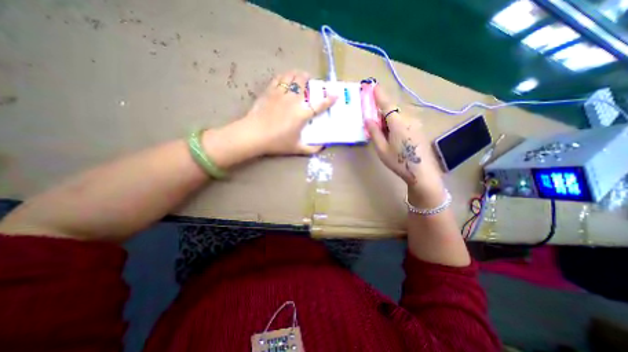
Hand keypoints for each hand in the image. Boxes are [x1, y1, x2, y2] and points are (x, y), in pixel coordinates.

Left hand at [239, 70, 338, 154]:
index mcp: (302, 114)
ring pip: (291, 76)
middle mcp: (293, 100)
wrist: (254, 135)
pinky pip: (278, 78)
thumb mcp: (296, 148)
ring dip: (297, 74)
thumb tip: (322, 147)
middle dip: (309, 79)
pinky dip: (284, 76)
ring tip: (299, 76)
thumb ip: (311, 149)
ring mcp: (280, 94)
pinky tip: (285, 78)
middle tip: (310, 82)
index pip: (319, 104)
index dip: (329, 99)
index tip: (335, 94)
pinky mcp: (269, 91)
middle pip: (303, 82)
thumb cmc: (277, 142)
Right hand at [364, 84, 445, 206]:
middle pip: (393, 110)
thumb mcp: (382, 149)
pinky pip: (405, 120)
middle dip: (382, 113)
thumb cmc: (399, 162)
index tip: (373, 85)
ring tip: (384, 134)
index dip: (379, 95)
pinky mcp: (419, 129)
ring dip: (389, 120)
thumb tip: (368, 119)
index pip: (387, 104)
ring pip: (399, 116)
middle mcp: (409, 119)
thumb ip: (374, 132)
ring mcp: (416, 123)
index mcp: (398, 123)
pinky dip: (396, 123)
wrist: (422, 173)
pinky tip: (394, 136)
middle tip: (374, 123)